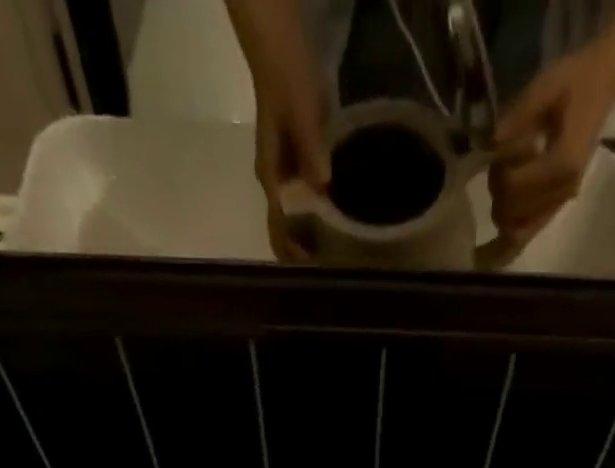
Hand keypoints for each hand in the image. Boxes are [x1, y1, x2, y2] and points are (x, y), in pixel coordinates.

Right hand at [251, 48, 327, 260]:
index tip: (314, 265)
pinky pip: (312, 201)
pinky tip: (343, 222)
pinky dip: (324, 216)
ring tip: (341, 252)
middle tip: (332, 266)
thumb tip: (322, 185)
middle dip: (305, 251)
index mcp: (271, 178)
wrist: (283, 53)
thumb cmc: (288, 82)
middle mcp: (277, 185)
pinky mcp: (302, 167)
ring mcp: (289, 177)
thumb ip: (311, 149)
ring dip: (316, 237)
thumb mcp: (301, 114)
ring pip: (300, 219)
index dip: (293, 252)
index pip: (278, 227)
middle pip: (287, 230)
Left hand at [490, 43, 614, 242]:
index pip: (513, 186)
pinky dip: (511, 232)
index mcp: (563, 163)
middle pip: (510, 211)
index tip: (503, 147)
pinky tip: (499, 232)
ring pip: (516, 229)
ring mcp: (560, 203)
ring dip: (503, 207)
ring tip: (510, 176)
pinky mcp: (556, 207)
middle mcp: (563, 191)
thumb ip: (519, 114)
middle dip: (498, 190)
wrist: (603, 85)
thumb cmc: (574, 81)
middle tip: (503, 163)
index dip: (499, 170)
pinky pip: (527, 234)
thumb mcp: (545, 85)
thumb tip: (492, 143)